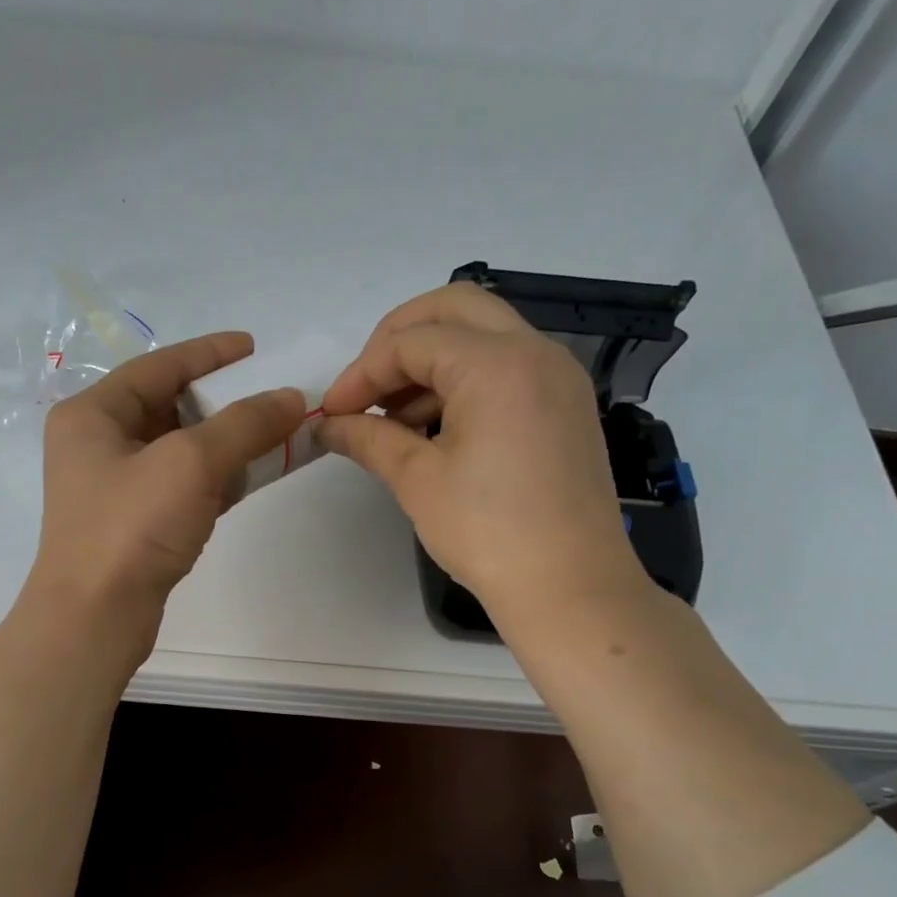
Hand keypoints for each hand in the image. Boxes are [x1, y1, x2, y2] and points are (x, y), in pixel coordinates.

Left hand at [26, 333, 304, 651]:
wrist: (95, 617)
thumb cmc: (131, 527)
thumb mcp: (191, 463)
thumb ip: (245, 424)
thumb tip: (292, 398)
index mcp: (92, 414)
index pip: (158, 367)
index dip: (209, 353)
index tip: (254, 346)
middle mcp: (97, 444)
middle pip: (169, 406)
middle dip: (222, 399)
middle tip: (269, 394)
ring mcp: (114, 487)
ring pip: (179, 449)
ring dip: (225, 440)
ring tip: (272, 431)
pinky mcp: (133, 523)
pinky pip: (182, 485)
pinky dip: (217, 476)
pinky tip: (252, 474)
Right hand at [318, 283, 647, 622]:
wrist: (571, 588)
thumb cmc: (489, 533)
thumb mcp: (418, 480)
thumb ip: (368, 438)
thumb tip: (326, 426)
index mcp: (497, 363)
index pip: (411, 342)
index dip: (362, 373)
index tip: (333, 412)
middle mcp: (534, 352)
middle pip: (453, 308)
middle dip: (398, 340)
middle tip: (366, 388)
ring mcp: (557, 375)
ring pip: (482, 334)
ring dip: (430, 361)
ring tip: (393, 419)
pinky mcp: (565, 403)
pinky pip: (506, 366)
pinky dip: (464, 379)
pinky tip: (434, 427)